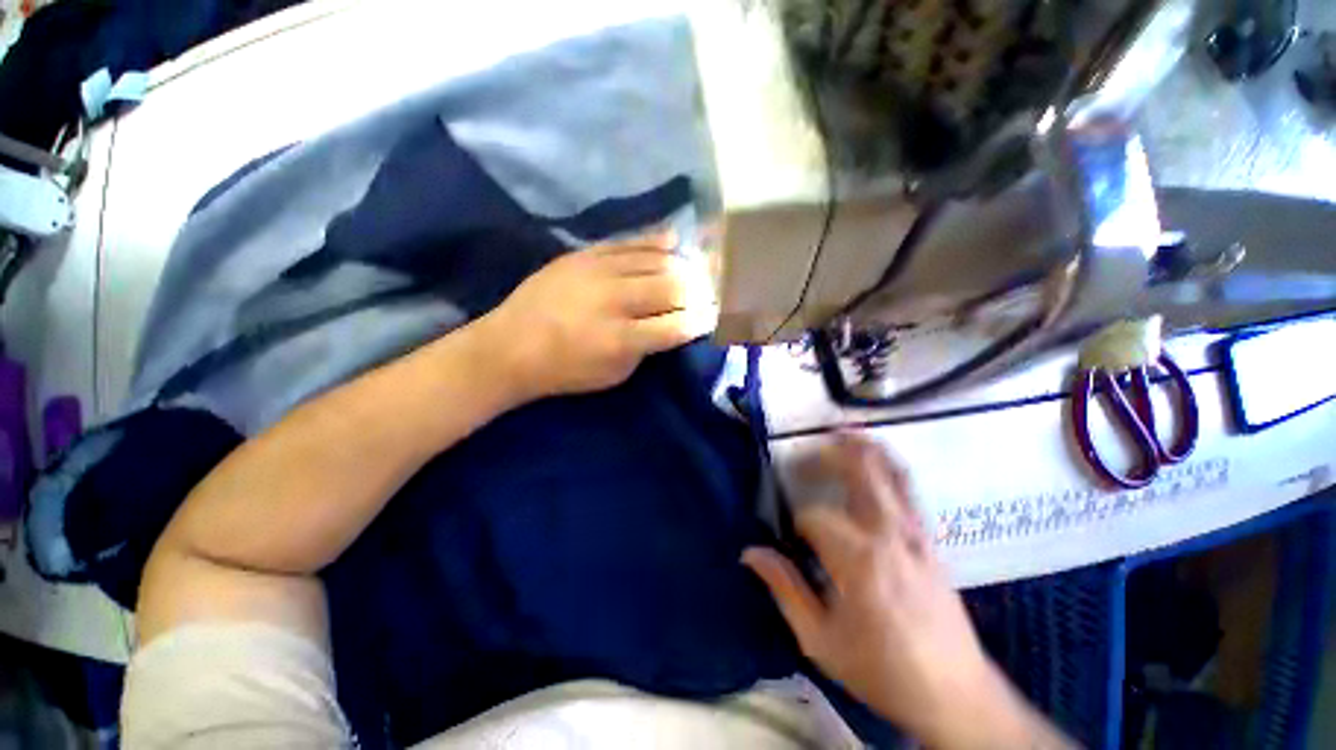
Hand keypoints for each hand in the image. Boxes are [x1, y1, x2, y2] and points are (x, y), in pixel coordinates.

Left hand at [480, 232, 716, 399]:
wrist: (510, 346)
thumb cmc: (565, 371)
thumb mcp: (613, 375)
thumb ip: (647, 349)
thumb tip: (673, 326)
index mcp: (621, 339)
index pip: (677, 325)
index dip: (702, 320)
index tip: (714, 317)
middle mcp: (615, 301)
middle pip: (673, 287)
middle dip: (698, 291)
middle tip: (708, 293)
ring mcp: (598, 272)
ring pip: (655, 260)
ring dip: (682, 266)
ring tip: (694, 270)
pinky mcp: (584, 255)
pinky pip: (628, 242)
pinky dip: (654, 241)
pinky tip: (673, 240)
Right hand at [744, 435, 1071, 748]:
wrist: (955, 694)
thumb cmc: (883, 671)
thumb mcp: (821, 641)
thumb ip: (785, 590)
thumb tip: (751, 553)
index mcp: (860, 561)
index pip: (816, 516)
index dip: (798, 522)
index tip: (792, 540)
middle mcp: (891, 535)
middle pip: (861, 472)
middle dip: (830, 454)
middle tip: (806, 450)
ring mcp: (916, 534)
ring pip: (891, 472)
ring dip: (865, 448)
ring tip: (842, 431)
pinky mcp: (930, 539)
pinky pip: (908, 489)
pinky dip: (888, 465)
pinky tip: (875, 460)